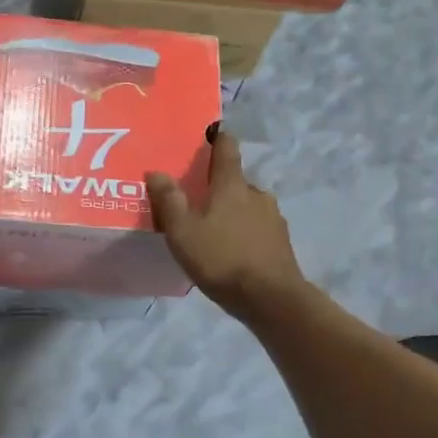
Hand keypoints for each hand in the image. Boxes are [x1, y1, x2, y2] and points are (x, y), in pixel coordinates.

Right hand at [146, 131, 309, 320]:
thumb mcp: (183, 231)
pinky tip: (232, 253)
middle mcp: (257, 194)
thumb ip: (169, 200)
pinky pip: (258, 229)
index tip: (206, 138)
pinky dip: (244, 234)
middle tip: (196, 202)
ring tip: (212, 232)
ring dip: (232, 213)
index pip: (227, 148)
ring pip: (248, 206)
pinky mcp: (281, 243)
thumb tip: (156, 171)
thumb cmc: (221, 259)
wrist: (271, 299)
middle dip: (218, 187)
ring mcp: (274, 219)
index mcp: (232, 185)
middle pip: (235, 181)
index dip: (217, 139)